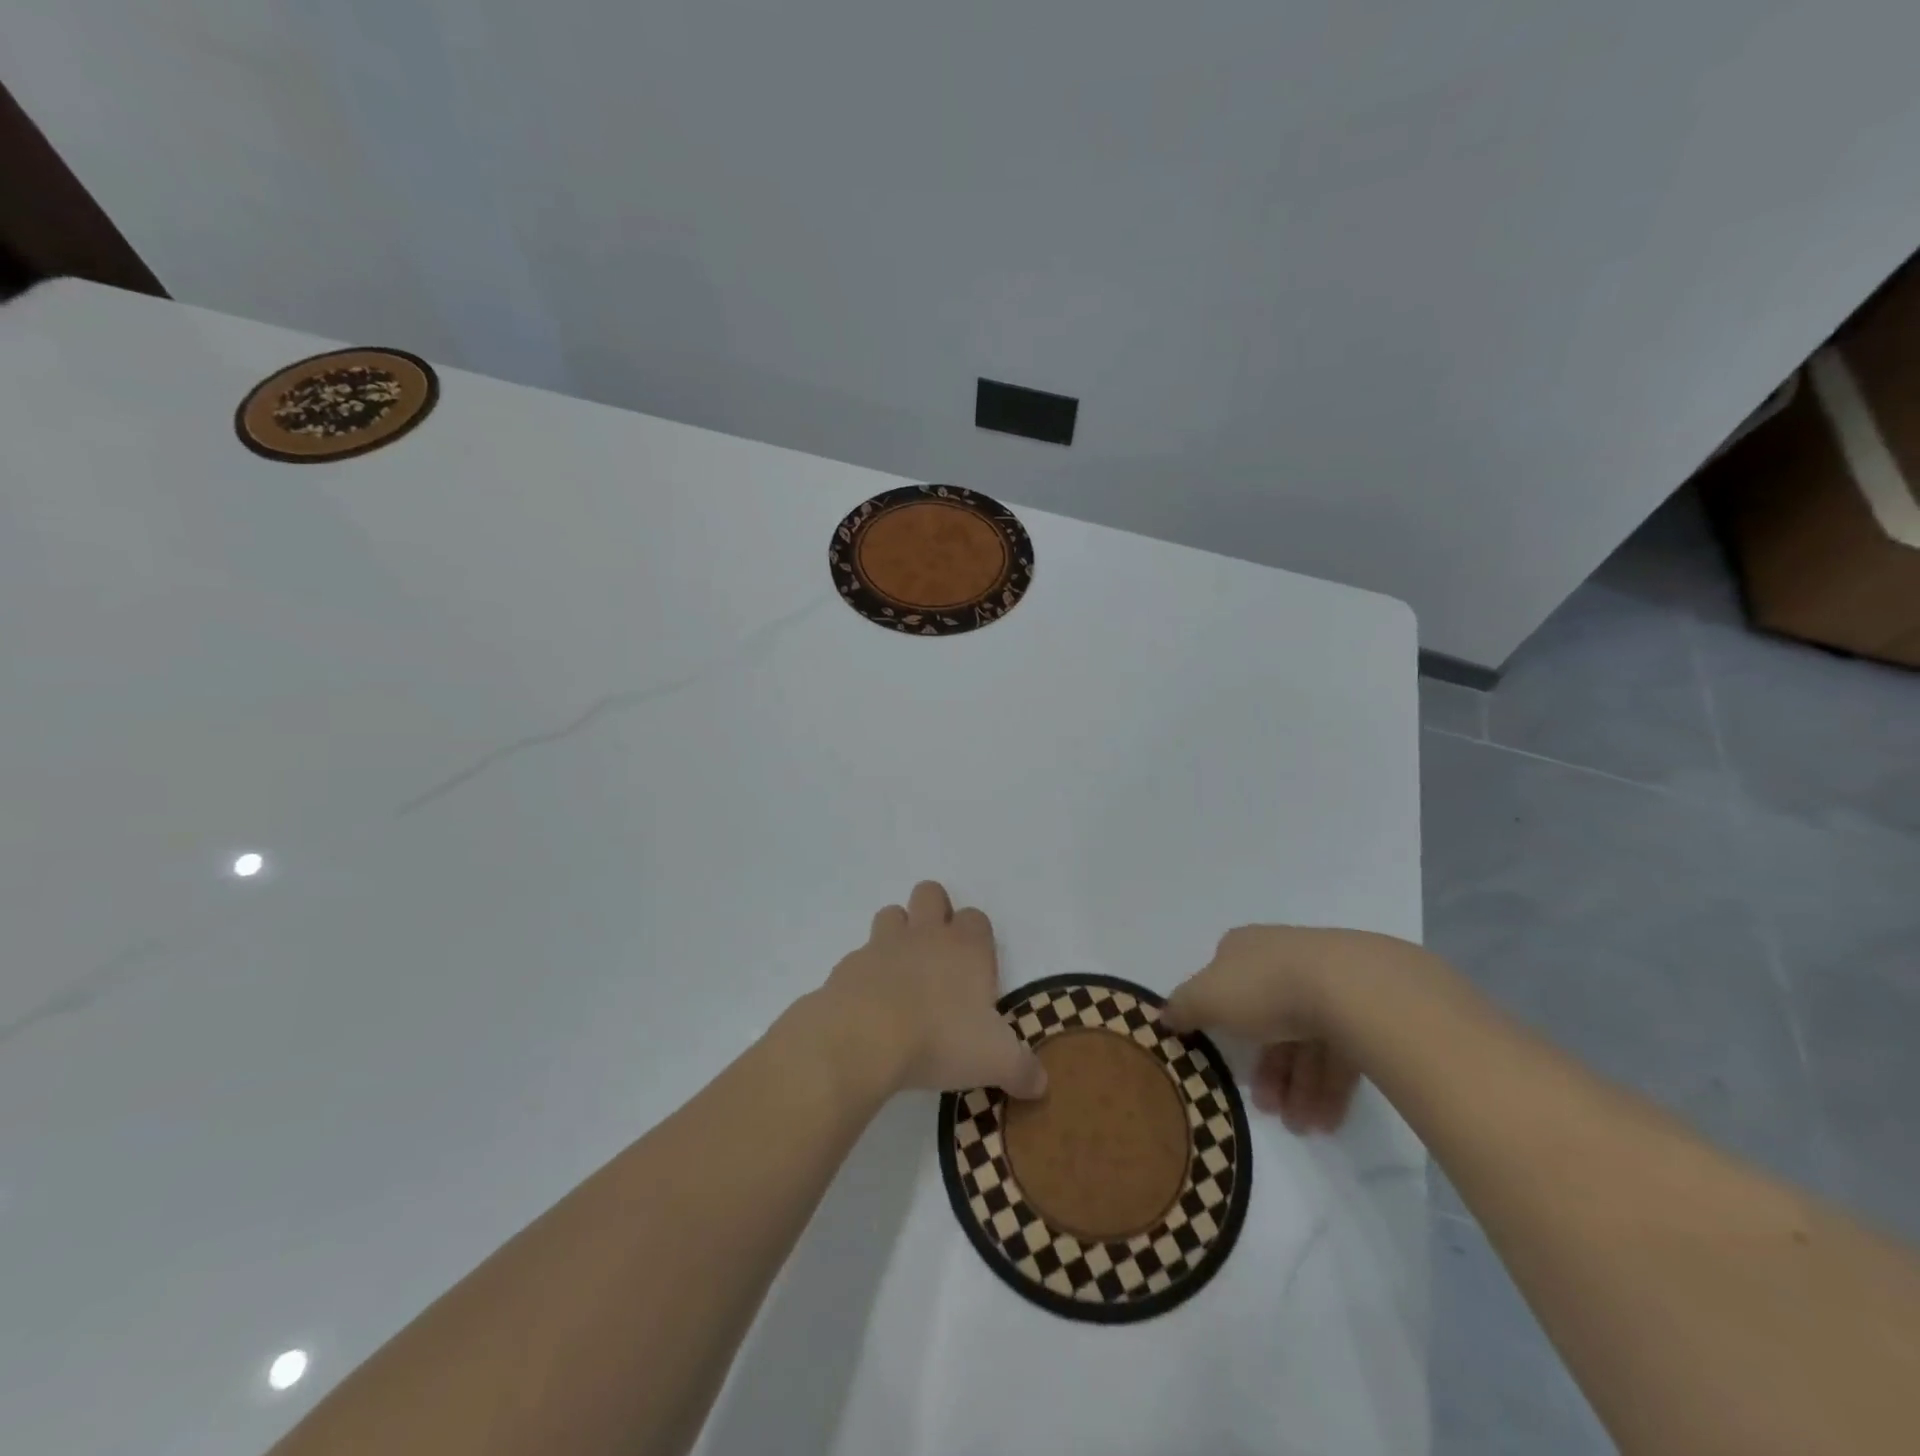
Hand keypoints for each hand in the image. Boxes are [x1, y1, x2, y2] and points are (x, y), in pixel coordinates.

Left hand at [816, 881, 1046, 1100]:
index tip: (976, 972)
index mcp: (966, 948)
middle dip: (934, 912)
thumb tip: (1041, 1084)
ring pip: (892, 914)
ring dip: (898, 934)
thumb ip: (1022, 1069)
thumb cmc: (940, 1039)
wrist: (864, 1038)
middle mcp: (926, 935)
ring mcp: (883, 945)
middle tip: (938, 958)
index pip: (976, 918)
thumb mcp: (995, 1060)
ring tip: (902, 973)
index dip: (977, 938)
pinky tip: (870, 1005)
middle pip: (931, 894)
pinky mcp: (849, 965)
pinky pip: (860, 956)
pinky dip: (866, 973)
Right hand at [1161, 926, 1434, 1134]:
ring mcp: (1327, 984)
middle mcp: (1283, 961)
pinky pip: (1339, 1052)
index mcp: (1245, 949)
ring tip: (1299, 1126)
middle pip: (1267, 1019)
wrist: (1351, 988)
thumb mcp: (1207, 998)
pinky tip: (1325, 1120)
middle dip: (1265, 1068)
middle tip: (1264, 1107)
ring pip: (1305, 1040)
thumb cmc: (1264, 989)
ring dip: (1297, 1086)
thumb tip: (1163, 1015)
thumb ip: (1183, 1007)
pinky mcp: (1364, 1011)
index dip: (1220, 1020)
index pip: (1226, 982)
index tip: (1220, 1056)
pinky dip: (1328, 1086)